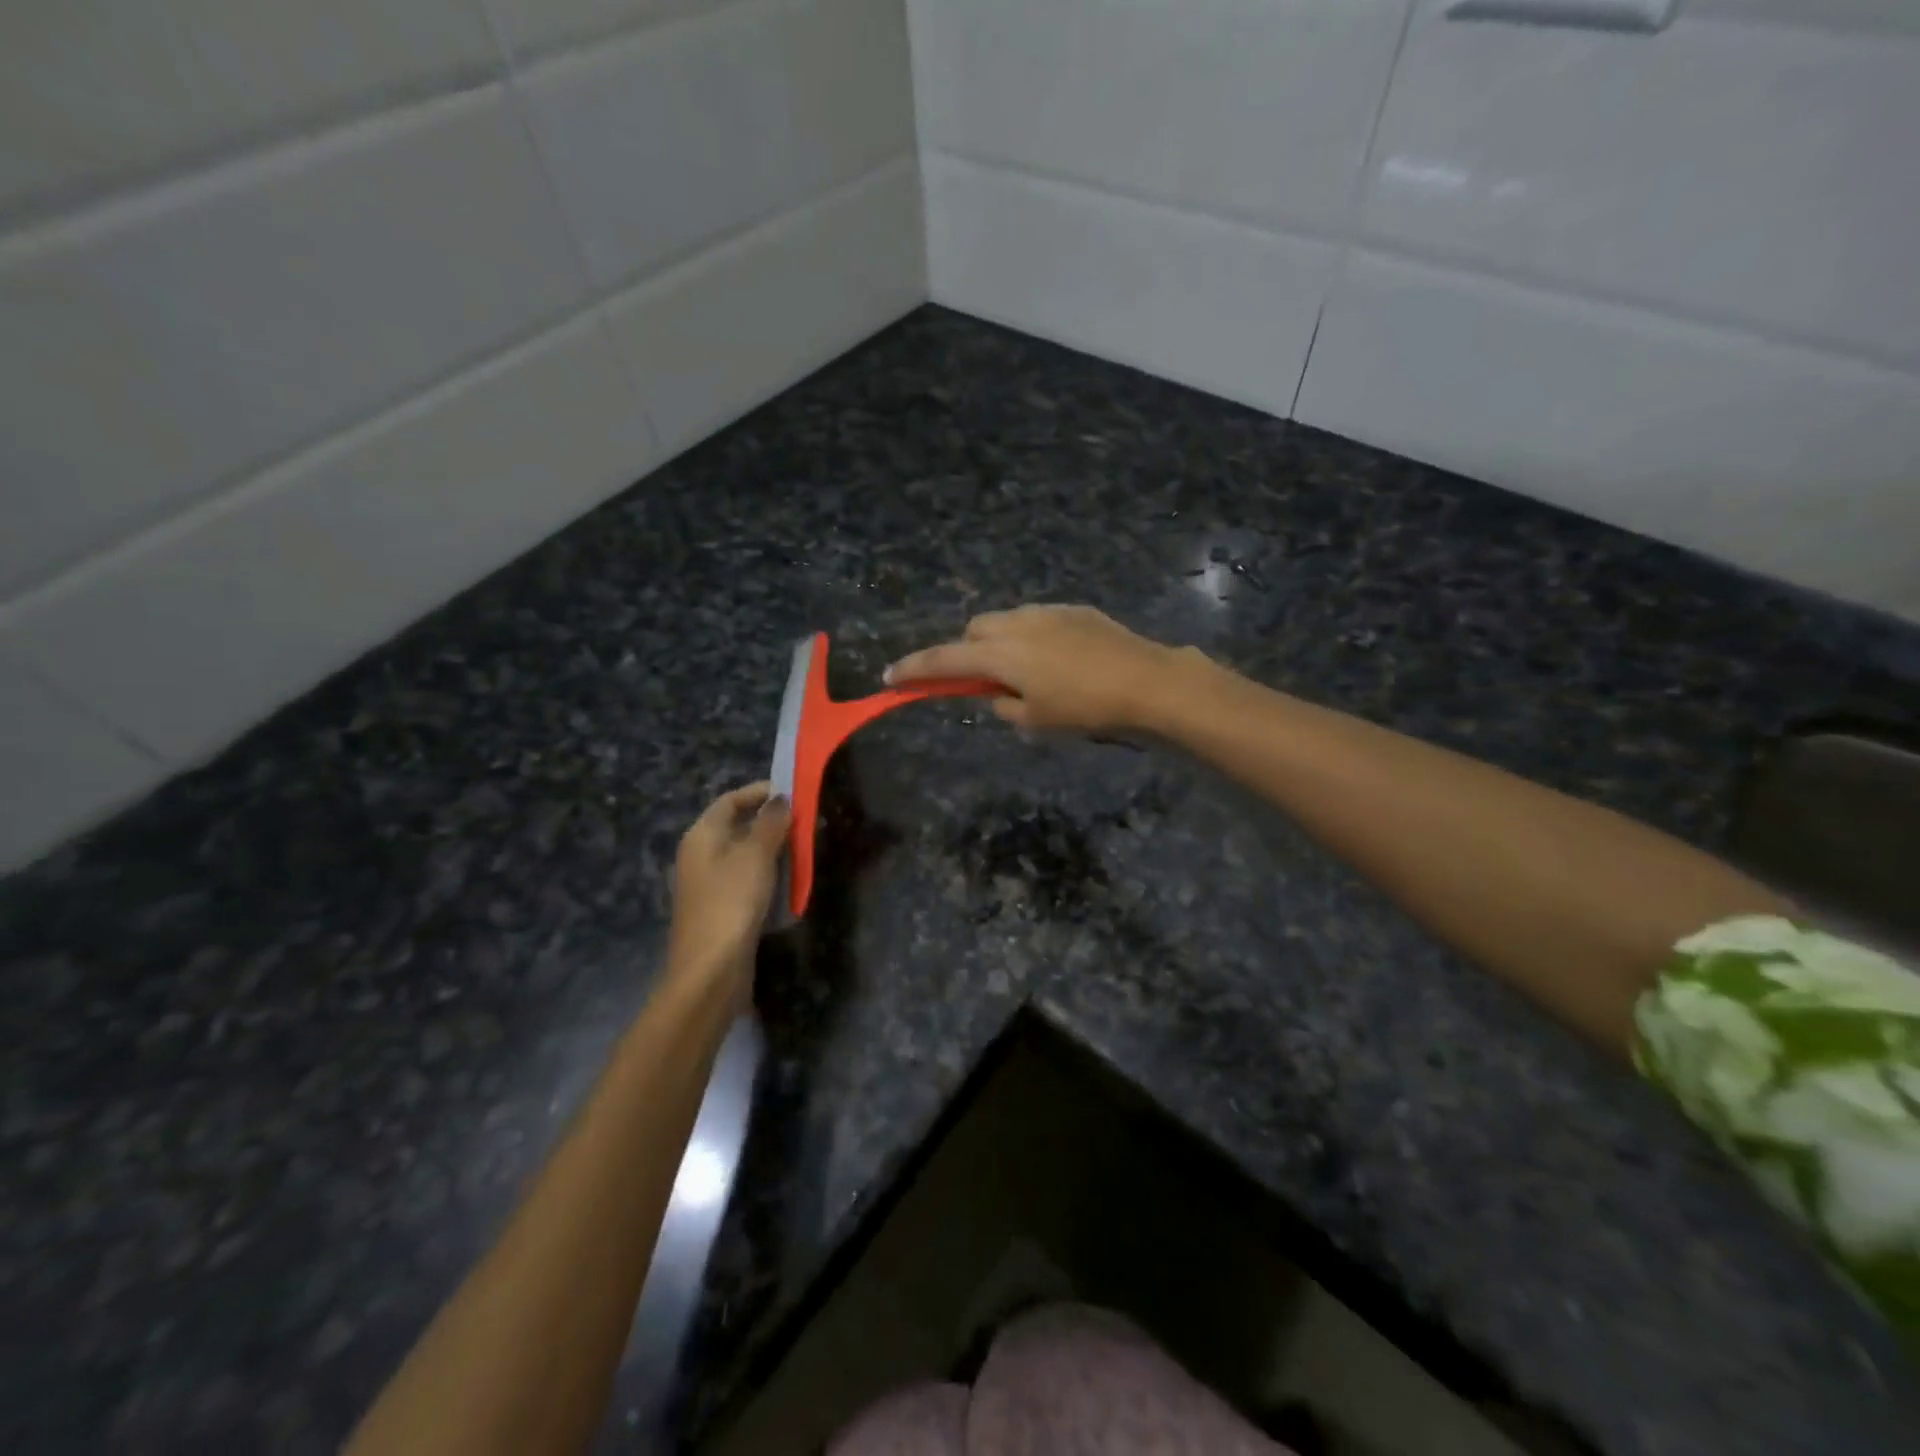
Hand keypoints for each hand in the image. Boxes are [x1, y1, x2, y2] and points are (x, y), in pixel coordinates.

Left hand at [667, 783, 790, 1004]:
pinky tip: (788, 882)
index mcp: (701, 836)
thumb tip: (781, 799)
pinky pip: (746, 880)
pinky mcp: (721, 909)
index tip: (792, 792)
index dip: (759, 793)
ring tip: (802, 849)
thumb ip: (770, 823)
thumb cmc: (732, 902)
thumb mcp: (756, 855)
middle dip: (769, 822)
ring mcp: (708, 885)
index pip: (729, 801)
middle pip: (735, 827)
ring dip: (771, 849)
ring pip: (743, 855)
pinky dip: (767, 874)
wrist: (711, 969)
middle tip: (803, 822)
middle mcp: (699, 856)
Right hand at [886, 605, 1183, 735]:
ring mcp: (1048, 612)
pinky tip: (1058, 660)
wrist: (1146, 681)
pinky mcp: (1075, 610)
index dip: (915, 669)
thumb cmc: (1085, 709)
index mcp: (1001, 654)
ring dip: (1000, 642)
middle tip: (984, 681)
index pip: (944, 659)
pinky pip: (1037, 619)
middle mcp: (1017, 624)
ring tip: (1025, 672)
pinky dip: (1031, 637)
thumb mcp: (1036, 720)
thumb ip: (1003, 706)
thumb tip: (997, 694)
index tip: (891, 677)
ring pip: (1006, 620)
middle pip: (974, 629)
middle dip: (968, 651)